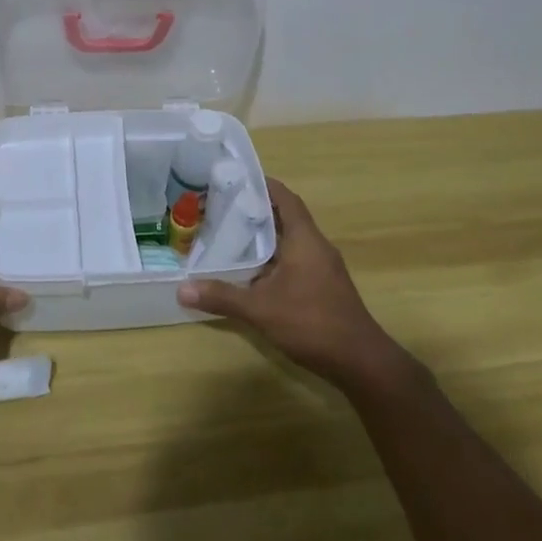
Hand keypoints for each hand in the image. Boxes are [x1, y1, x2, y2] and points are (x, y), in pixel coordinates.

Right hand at [178, 178, 404, 389]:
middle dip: (257, 210)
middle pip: (286, 216)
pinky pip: (296, 258)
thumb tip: (182, 289)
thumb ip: (223, 297)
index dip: (263, 185)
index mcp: (305, 238)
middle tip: (224, 207)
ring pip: (291, 239)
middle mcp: (316, 245)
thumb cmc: (312, 322)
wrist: (359, 361)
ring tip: (232, 234)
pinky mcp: (324, 285)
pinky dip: (275, 257)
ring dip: (266, 235)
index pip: (285, 198)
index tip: (236, 179)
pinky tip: (253, 271)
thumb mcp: (261, 309)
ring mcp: (323, 266)